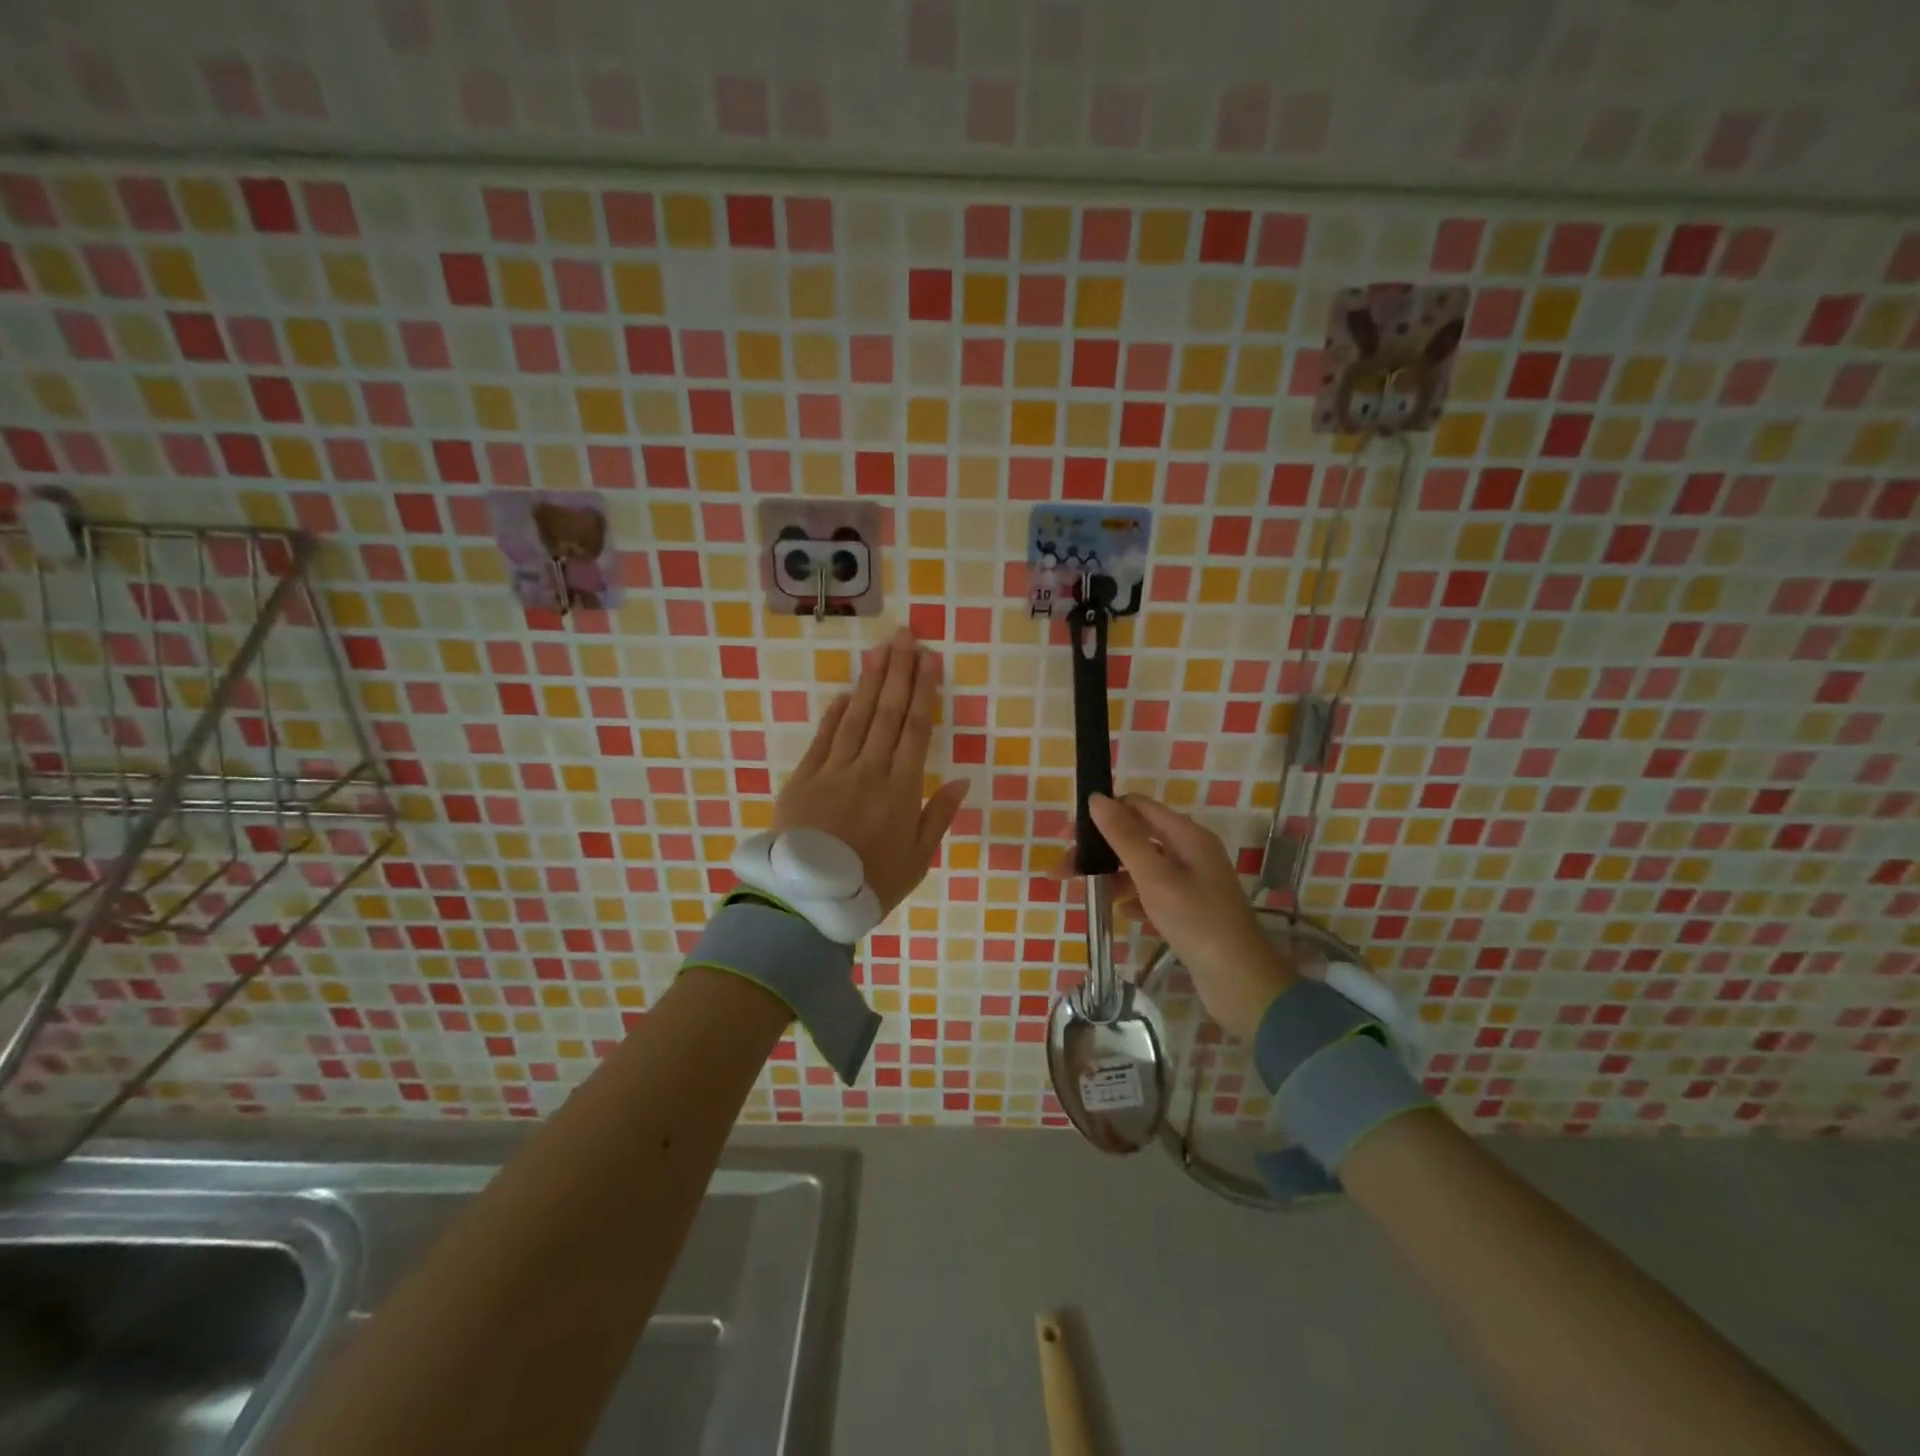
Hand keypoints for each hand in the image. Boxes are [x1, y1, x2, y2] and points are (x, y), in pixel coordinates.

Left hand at [773, 626, 969, 915]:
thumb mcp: (918, 860)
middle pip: (888, 713)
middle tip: (906, 636)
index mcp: (901, 790)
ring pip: (857, 717)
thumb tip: (962, 780)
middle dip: (899, 671)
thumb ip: (939, 816)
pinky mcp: (803, 778)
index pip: (917, 729)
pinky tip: (846, 692)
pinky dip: (835, 714)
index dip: (925, 691)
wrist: (809, 900)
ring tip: (880, 649)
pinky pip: (823, 738)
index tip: (930, 659)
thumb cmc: (871, 884)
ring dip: (870, 681)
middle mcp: (870, 770)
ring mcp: (834, 770)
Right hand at [1081, 793, 1295, 1042]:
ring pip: (1142, 866)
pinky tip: (1121, 913)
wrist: (1241, 981)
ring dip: (1113, 875)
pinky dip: (1133, 897)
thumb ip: (1124, 836)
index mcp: (1186, 835)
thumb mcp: (1155, 876)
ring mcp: (1192, 880)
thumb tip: (1096, 799)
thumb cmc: (1196, 921)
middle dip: (1099, 848)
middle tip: (1063, 869)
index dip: (1100, 814)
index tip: (1066, 835)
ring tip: (1087, 895)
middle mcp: (1190, 851)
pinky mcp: (1190, 908)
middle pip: (1136, 836)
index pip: (1136, 806)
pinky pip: (1153, 891)